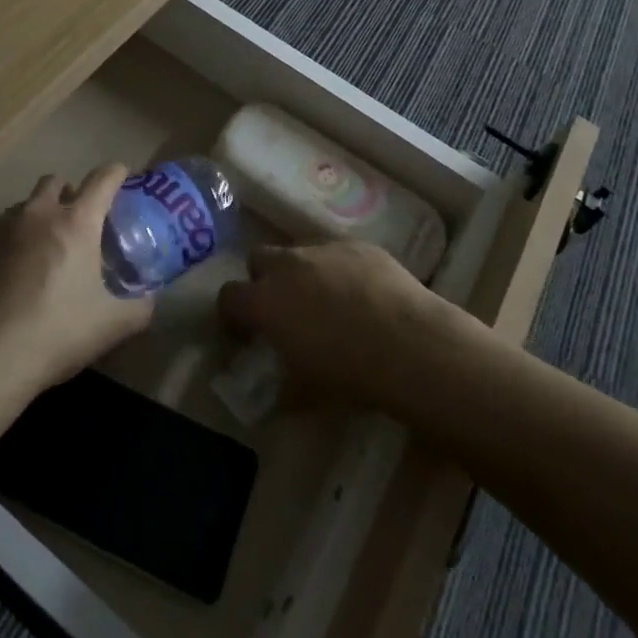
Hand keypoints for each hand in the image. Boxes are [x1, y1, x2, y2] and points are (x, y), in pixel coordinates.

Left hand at [0, 165, 153, 400]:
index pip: (102, 179)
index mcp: (76, 222)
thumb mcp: (111, 326)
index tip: (121, 177)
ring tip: (40, 253)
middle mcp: (37, 214)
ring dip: (36, 218)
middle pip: (55, 182)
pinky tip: (7, 278)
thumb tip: (149, 298)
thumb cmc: (55, 334)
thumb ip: (139, 307)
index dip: (116, 173)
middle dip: (69, 193)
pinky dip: (7, 245)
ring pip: (23, 207)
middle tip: (77, 221)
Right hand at [217, 238, 457, 409]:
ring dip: (301, 271)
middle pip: (258, 258)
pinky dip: (339, 269)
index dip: (232, 315)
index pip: (228, 297)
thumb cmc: (348, 374)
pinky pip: (337, 252)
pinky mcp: (358, 244)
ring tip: (326, 300)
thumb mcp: (306, 393)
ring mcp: (324, 249)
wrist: (409, 344)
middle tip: (282, 308)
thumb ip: (282, 387)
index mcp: (265, 301)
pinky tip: (362, 294)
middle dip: (263, 279)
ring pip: (299, 250)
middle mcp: (287, 265)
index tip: (245, 334)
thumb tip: (278, 393)